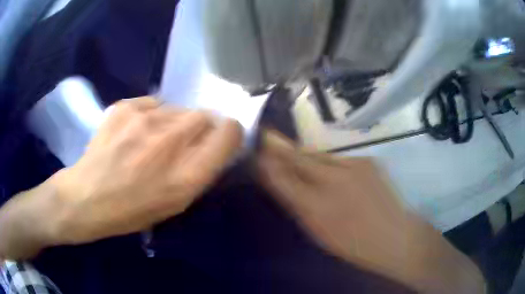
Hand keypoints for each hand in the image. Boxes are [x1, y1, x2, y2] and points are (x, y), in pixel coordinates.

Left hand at [45, 97, 242, 243]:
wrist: (87, 197)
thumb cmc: (132, 210)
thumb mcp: (175, 204)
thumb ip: (200, 171)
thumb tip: (214, 141)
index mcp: (186, 175)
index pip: (228, 133)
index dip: (230, 132)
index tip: (223, 137)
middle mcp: (169, 143)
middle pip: (205, 115)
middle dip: (201, 127)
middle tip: (182, 142)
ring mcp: (144, 120)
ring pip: (177, 108)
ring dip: (174, 122)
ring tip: (152, 139)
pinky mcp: (124, 107)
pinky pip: (153, 103)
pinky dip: (151, 115)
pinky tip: (135, 132)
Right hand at [257, 131, 484, 292]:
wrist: (396, 237)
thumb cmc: (354, 245)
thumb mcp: (318, 233)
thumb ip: (298, 205)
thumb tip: (281, 184)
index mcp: (316, 207)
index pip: (282, 178)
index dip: (267, 162)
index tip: (256, 150)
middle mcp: (332, 182)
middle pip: (299, 158)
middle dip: (280, 147)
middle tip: (266, 135)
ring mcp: (353, 167)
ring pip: (318, 155)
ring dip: (304, 154)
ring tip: (293, 151)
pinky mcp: (367, 161)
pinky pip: (338, 158)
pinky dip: (328, 161)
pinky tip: (328, 168)